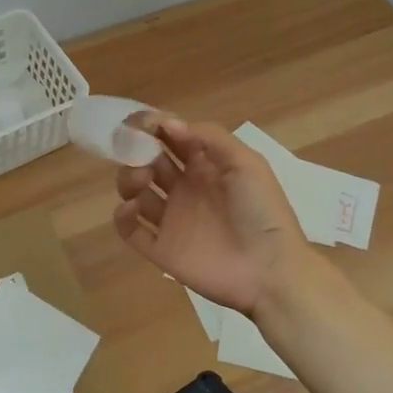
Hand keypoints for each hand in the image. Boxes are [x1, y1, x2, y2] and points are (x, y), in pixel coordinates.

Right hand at [113, 113, 309, 316]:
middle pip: (148, 161)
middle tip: (137, 151)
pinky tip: (133, 208)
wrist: (269, 270)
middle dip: (137, 150)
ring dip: (129, 178)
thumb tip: (169, 124)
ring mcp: (171, 220)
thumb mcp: (247, 164)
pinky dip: (122, 217)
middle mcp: (184, 190)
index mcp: (205, 167)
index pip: (172, 139)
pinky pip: (130, 231)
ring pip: (135, 192)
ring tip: (142, 179)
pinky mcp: (160, 249)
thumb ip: (210, 138)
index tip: (140, 122)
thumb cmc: (261, 211)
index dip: (154, 127)